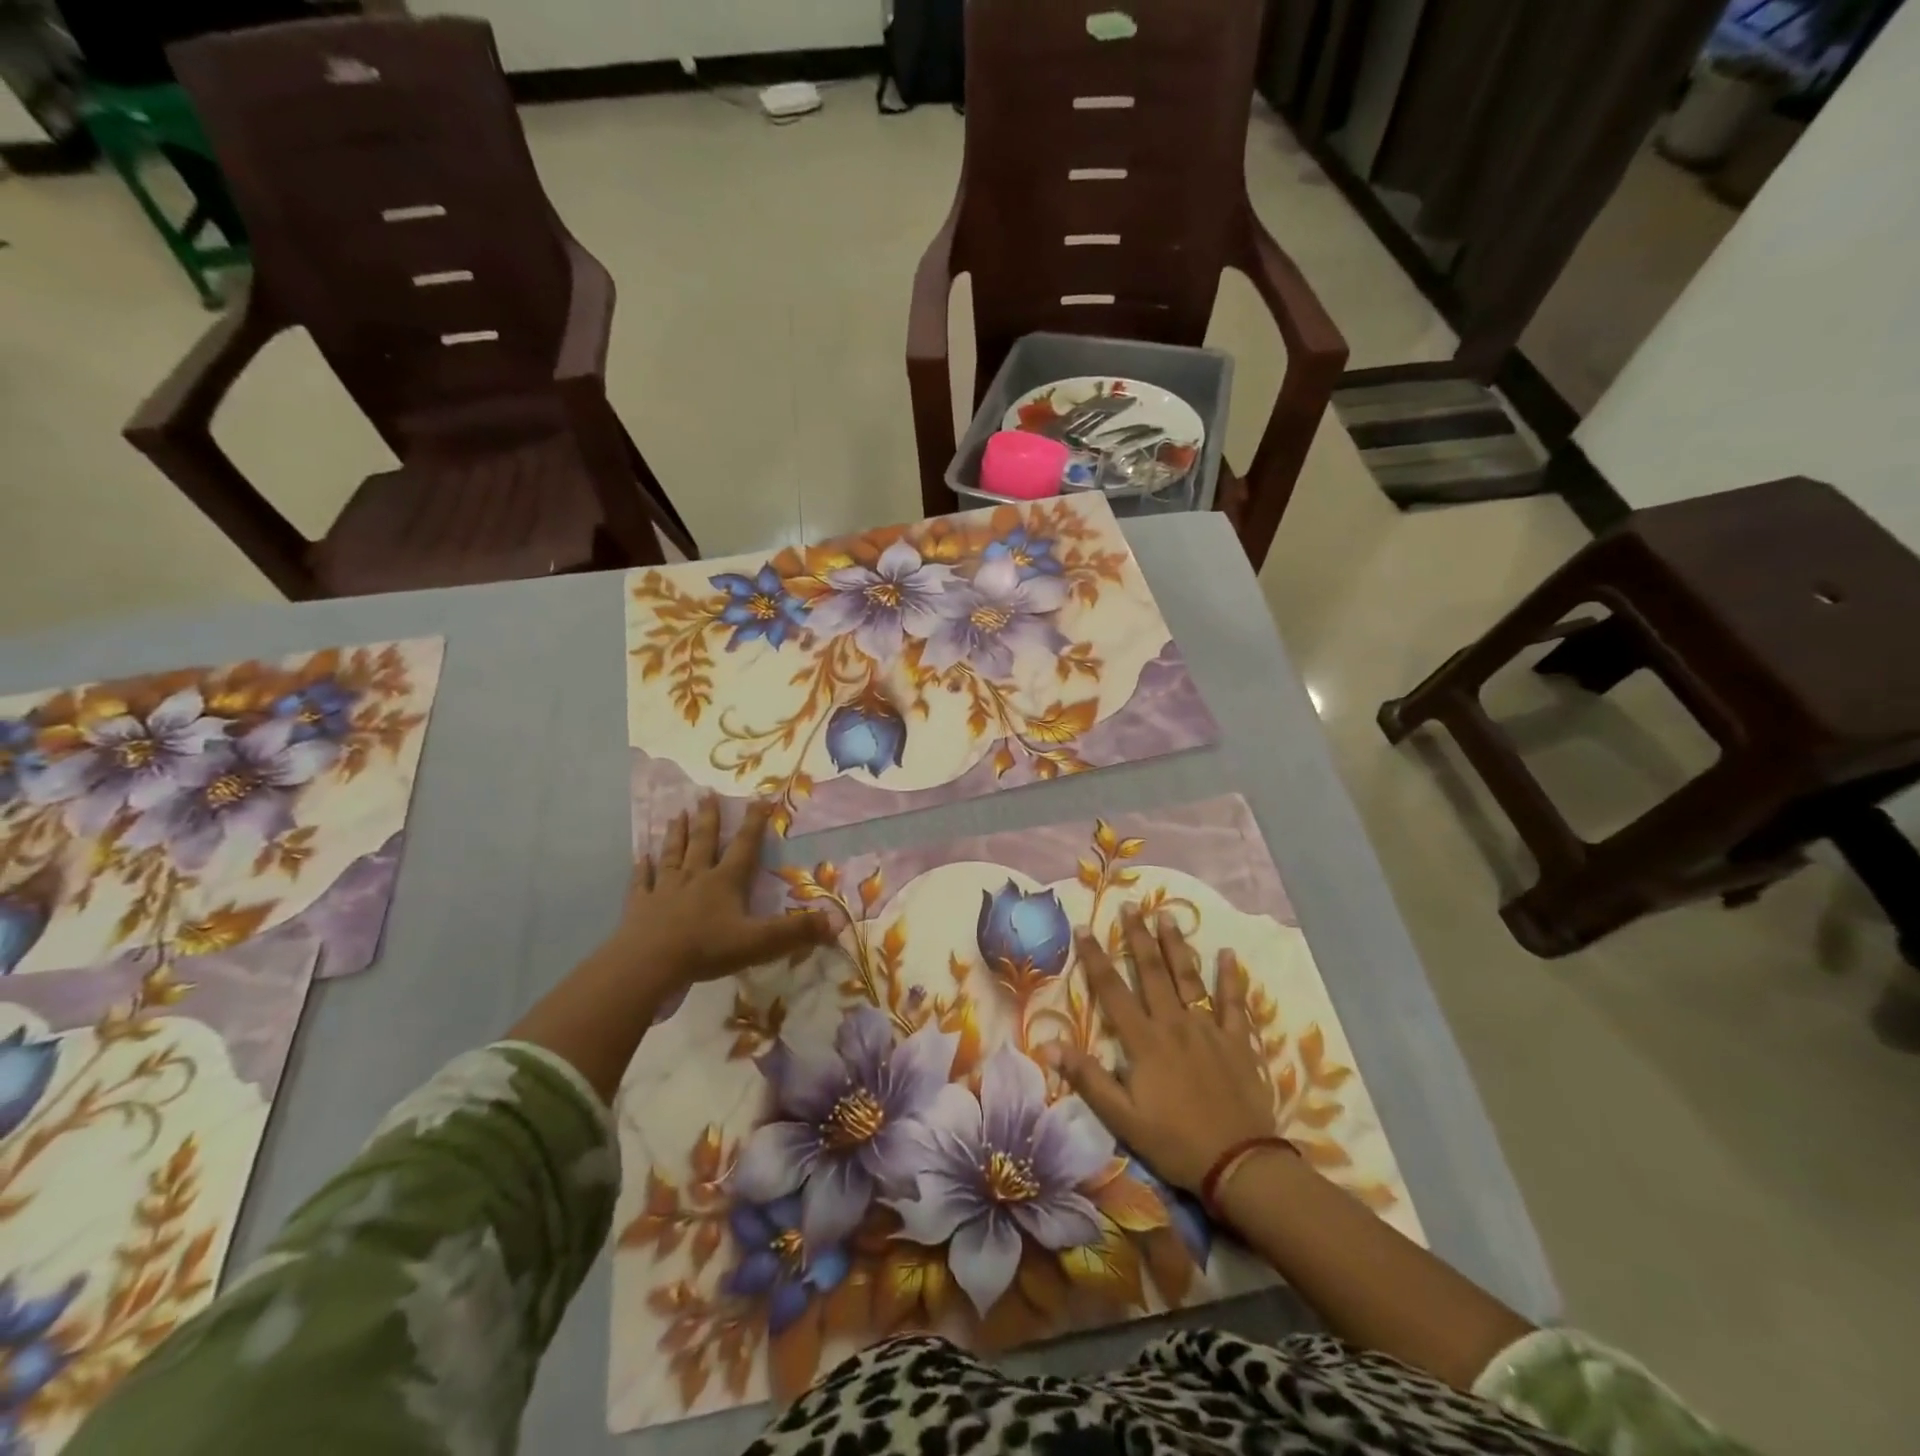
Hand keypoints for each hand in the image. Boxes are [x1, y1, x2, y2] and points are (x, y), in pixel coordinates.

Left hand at [606, 796, 830, 995]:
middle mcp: (696, 877)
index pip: (744, 846)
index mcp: (725, 882)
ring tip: (678, 814)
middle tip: (706, 793)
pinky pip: (643, 882)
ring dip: (677, 834)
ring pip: (674, 854)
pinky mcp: (640, 906)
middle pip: (705, 842)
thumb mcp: (759, 942)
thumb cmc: (707, 949)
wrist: (649, 964)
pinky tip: (641, 857)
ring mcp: (665, 889)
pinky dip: (643, 869)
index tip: (758, 798)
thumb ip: (797, 931)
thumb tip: (837, 922)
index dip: (754, 823)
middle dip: (709, 818)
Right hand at [1044, 907, 1277, 1193]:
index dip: (1096, 958)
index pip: (1112, 990)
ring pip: (1189, 978)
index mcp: (1144, 1041)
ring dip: (1176, 945)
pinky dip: (1231, 977)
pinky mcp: (1237, 1041)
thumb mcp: (1122, 1118)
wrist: (1239, 1163)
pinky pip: (1233, 1002)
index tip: (1084, 927)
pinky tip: (1228, 954)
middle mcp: (1174, 1024)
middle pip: (1153, 972)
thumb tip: (1048, 1044)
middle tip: (1131, 906)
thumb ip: (1087, 1077)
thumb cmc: (1174, 1142)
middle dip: (1139, 937)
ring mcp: (1209, 1029)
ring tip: (1167, 916)